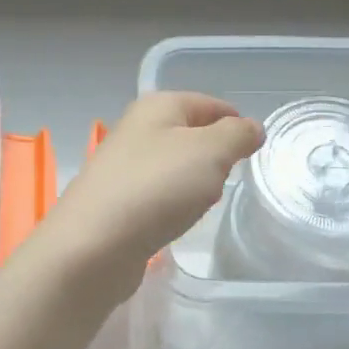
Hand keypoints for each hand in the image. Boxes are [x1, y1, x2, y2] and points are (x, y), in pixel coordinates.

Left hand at [36, 92, 263, 299]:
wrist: (93, 245)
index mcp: (158, 106)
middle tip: (228, 180)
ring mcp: (123, 166)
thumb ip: (237, 135)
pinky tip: (176, 220)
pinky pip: (158, 194)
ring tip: (202, 203)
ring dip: (195, 183)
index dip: (237, 125)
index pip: (210, 104)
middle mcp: (137, 129)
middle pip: (192, 134)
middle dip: (216, 157)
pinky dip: (173, 204)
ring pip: (175, 166)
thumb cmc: (157, 188)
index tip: (254, 153)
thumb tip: (252, 127)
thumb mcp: (210, 152)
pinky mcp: (117, 200)